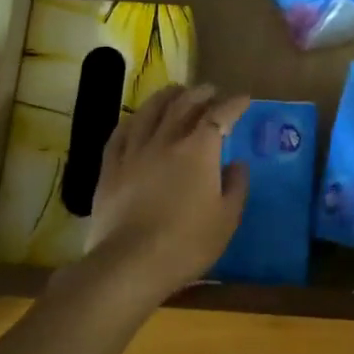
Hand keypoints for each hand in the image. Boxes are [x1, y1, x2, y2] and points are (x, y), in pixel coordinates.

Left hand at [86, 84, 250, 298]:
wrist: (131, 263)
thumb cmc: (187, 243)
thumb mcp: (226, 219)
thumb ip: (236, 186)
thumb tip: (237, 163)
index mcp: (199, 150)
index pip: (220, 116)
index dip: (233, 104)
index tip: (243, 99)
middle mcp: (166, 140)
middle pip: (183, 105)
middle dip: (200, 93)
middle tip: (210, 90)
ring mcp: (134, 151)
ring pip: (149, 112)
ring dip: (166, 97)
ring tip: (174, 91)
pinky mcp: (110, 167)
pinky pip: (120, 133)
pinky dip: (132, 120)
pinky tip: (135, 118)